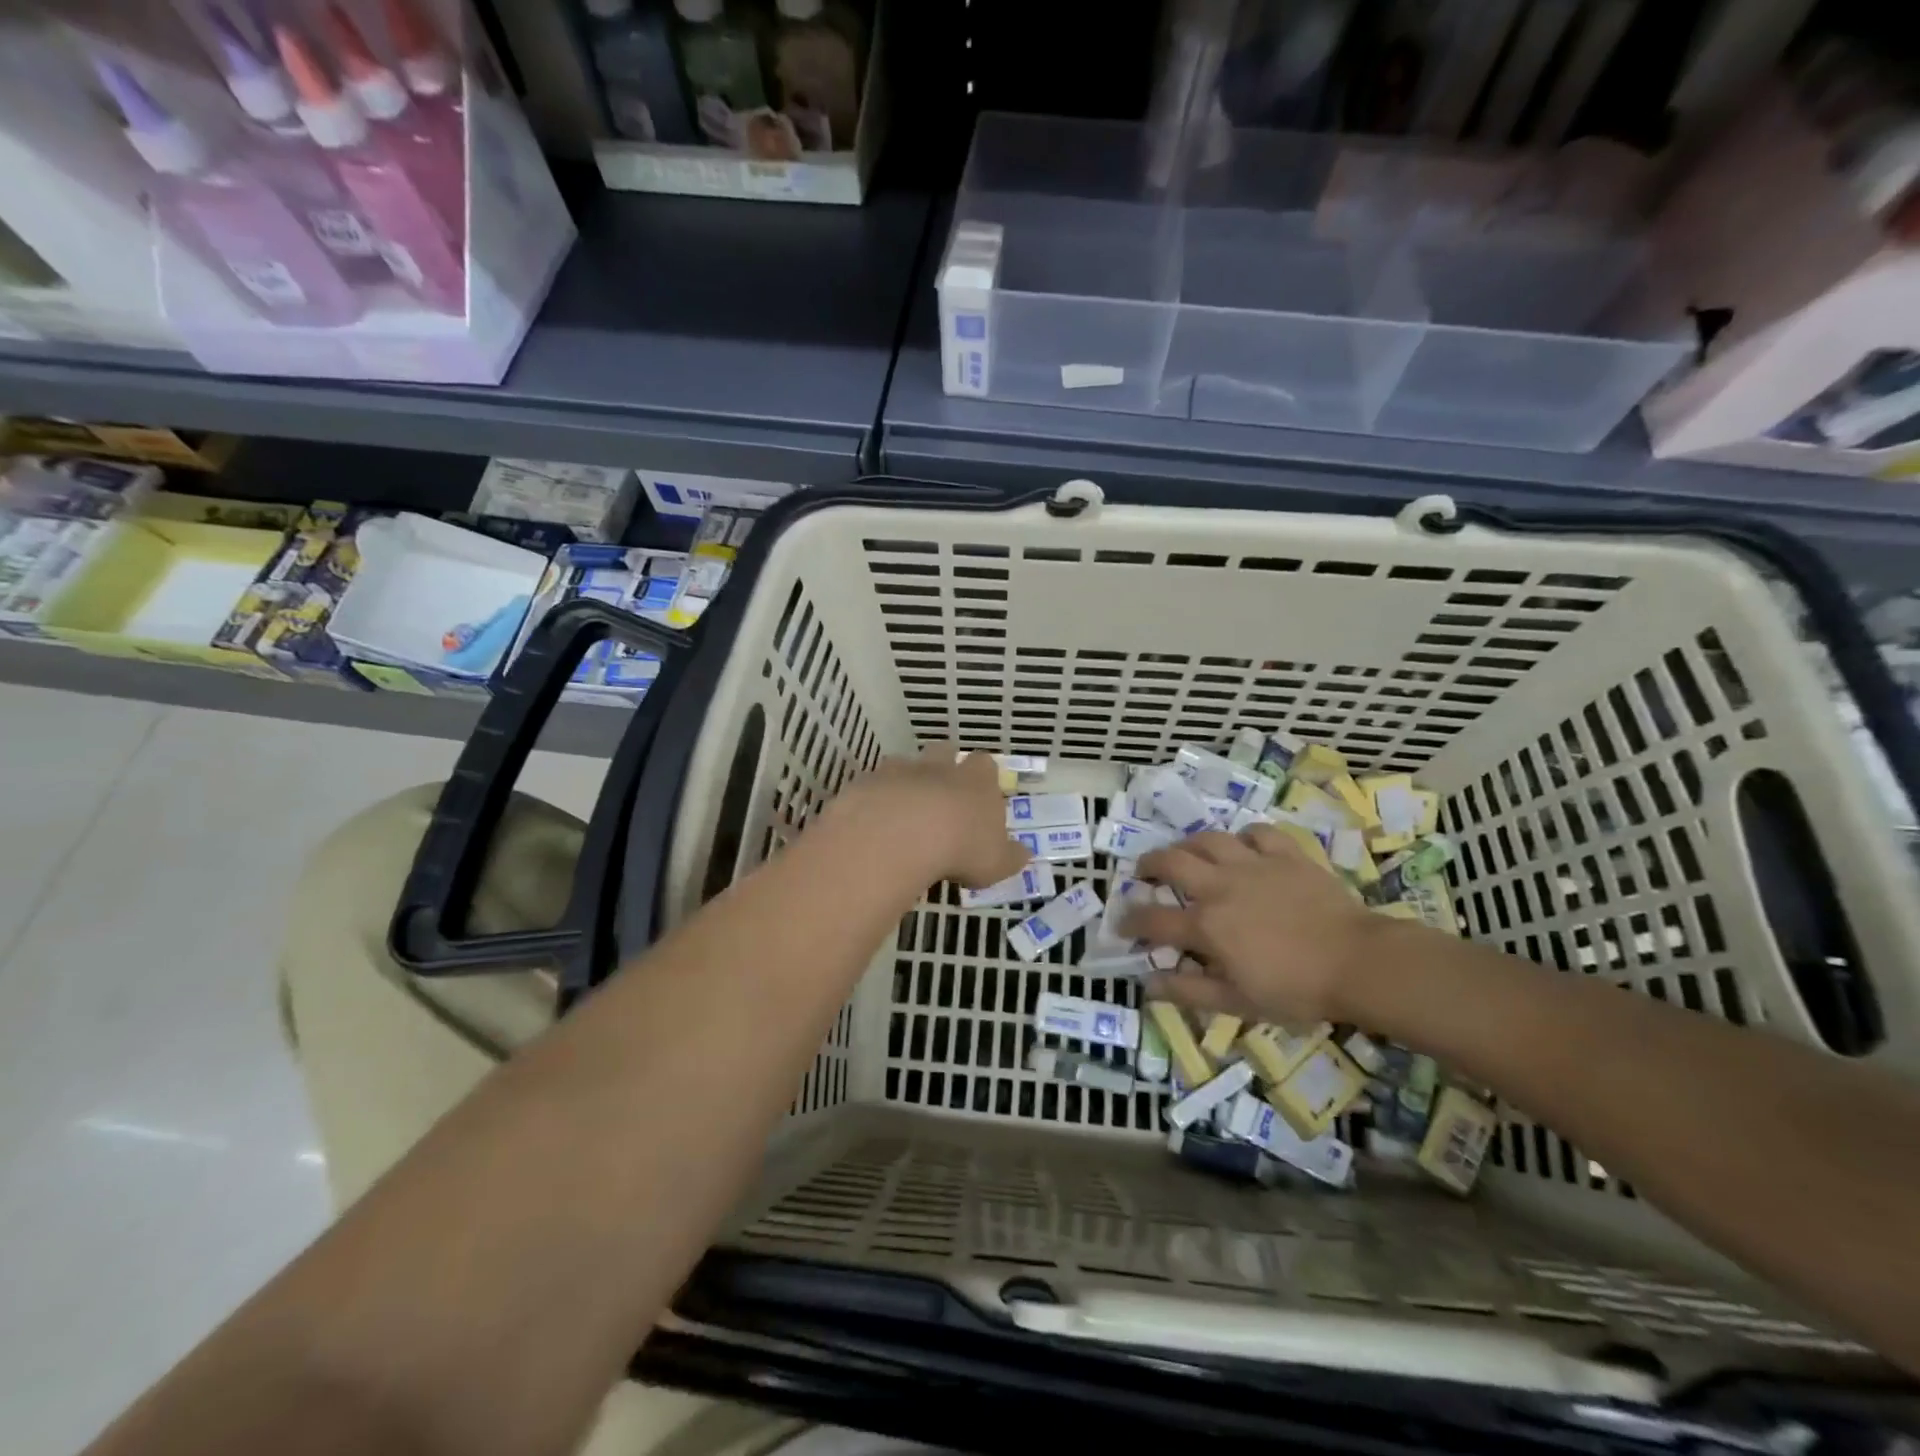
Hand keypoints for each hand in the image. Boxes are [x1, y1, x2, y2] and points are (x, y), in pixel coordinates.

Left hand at [826, 746, 1029, 888]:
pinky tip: (873, 821)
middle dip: (943, 765)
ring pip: (904, 763)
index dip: (982, 776)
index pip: (985, 764)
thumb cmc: (962, 848)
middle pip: (944, 750)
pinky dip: (874, 798)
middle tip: (941, 795)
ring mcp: (901, 770)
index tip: (979, 795)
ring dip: (905, 780)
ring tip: (902, 810)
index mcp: (976, 780)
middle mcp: (940, 767)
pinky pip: (872, 784)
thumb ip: (1011, 856)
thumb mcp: (997, 862)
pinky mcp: (868, 782)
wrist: (902, 835)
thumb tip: (1024, 853)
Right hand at [1121, 826, 1391, 1025]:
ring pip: (1208, 839)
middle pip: (1170, 862)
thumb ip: (1188, 990)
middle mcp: (1220, 886)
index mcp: (1206, 925)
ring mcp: (1253, 864)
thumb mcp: (1238, 1002)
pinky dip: (1245, 837)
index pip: (1153, 919)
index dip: (1130, 921)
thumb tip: (1146, 984)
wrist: (1358, 962)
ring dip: (1189, 845)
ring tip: (1186, 853)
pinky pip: (1258, 833)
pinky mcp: (1285, 854)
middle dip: (1148, 865)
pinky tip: (1243, 847)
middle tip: (1144, 873)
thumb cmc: (1297, 990)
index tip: (1122, 925)